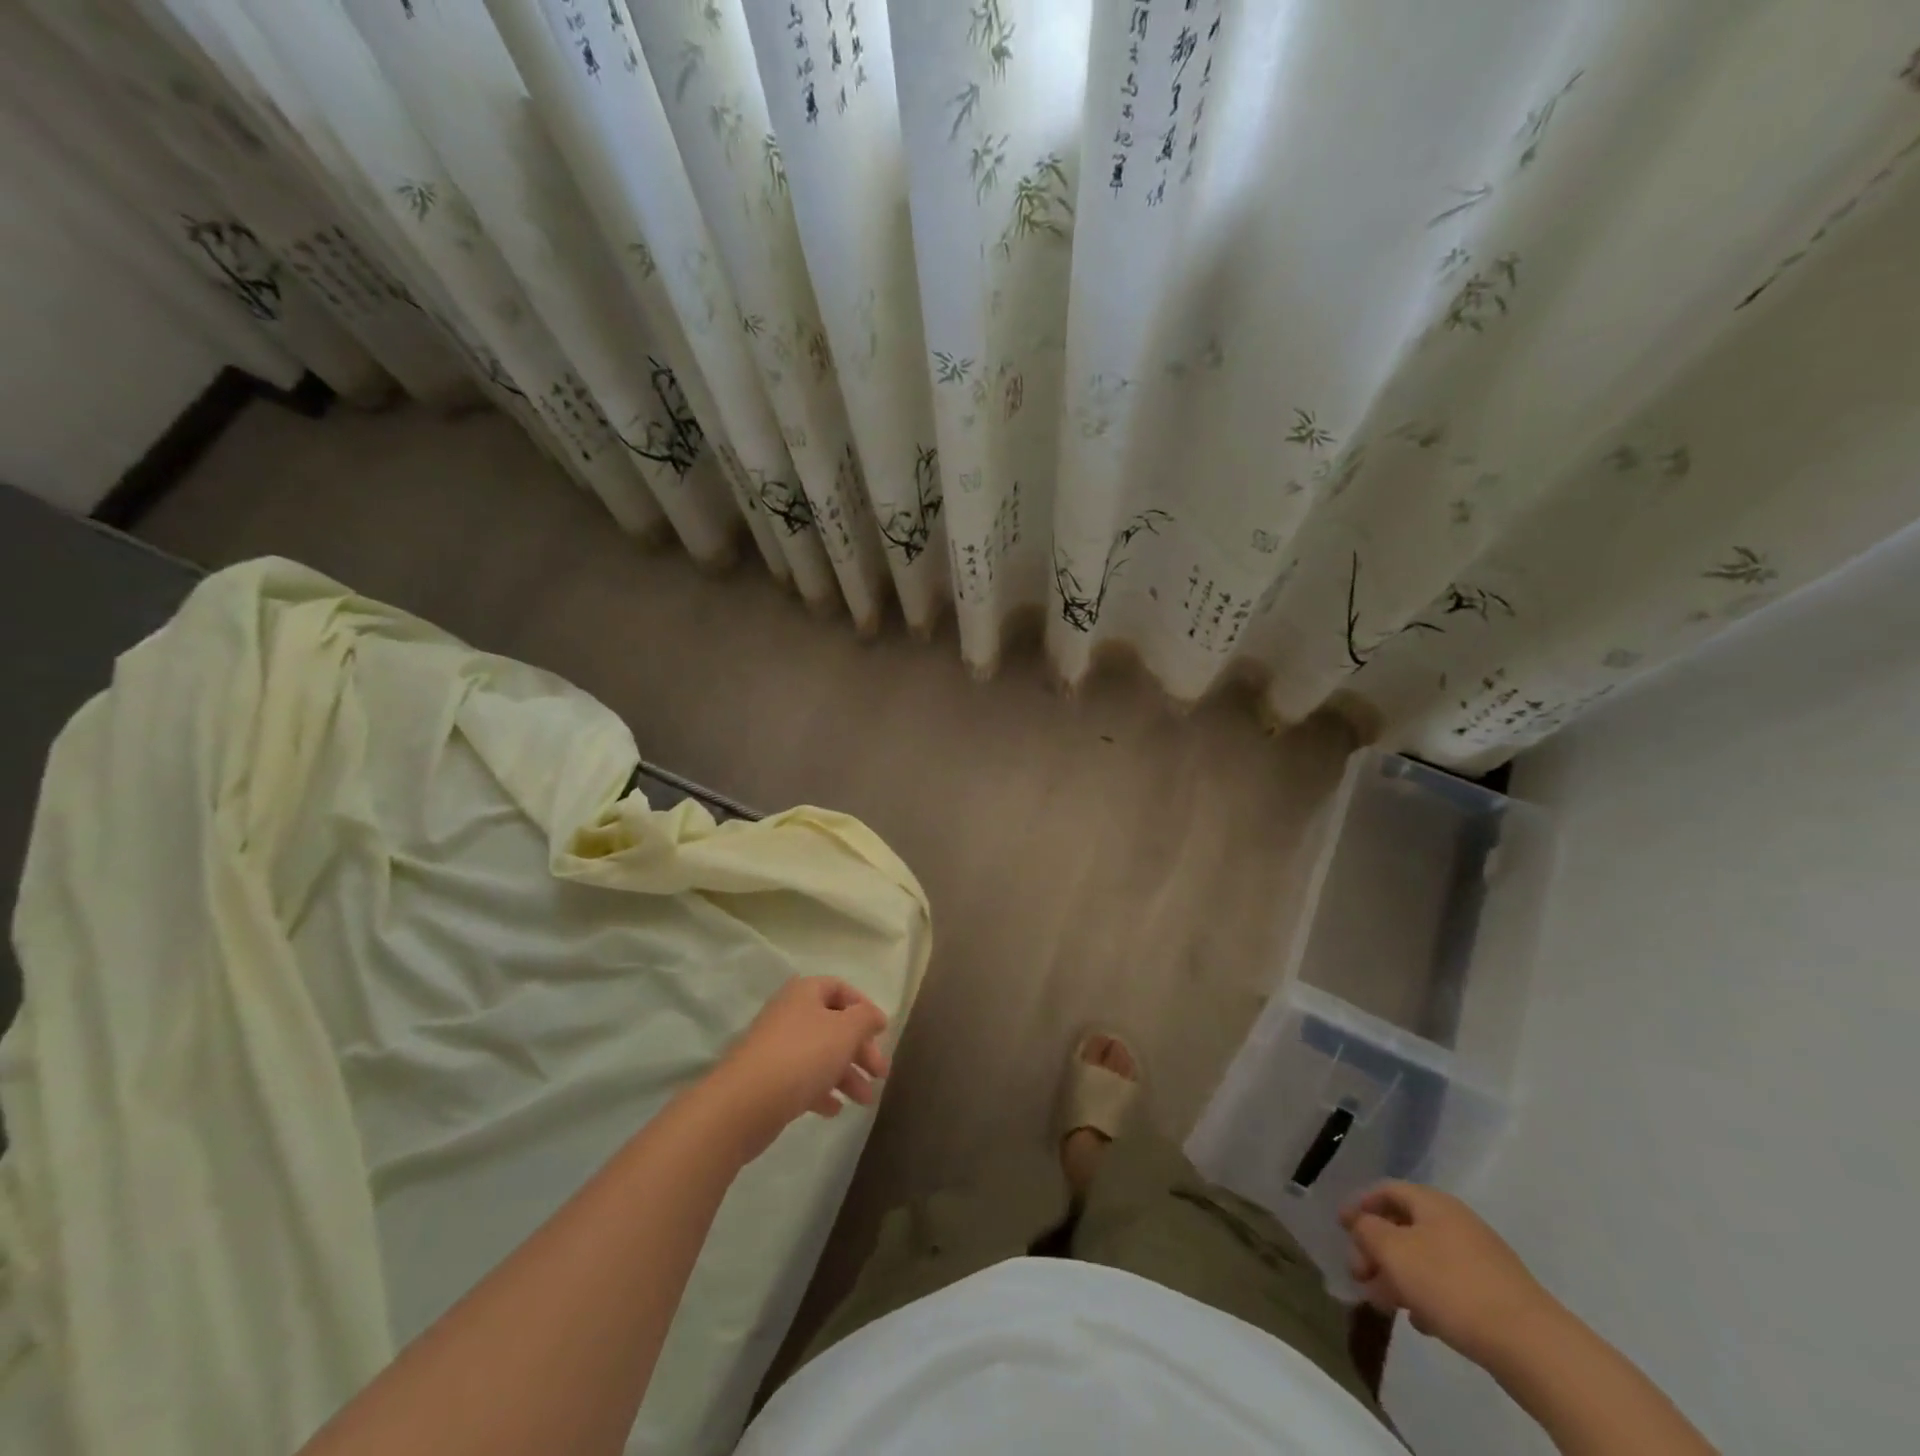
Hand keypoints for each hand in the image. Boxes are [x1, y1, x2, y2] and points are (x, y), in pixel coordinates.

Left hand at [705, 977, 890, 1158]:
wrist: (744, 1103)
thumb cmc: (802, 1056)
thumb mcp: (845, 1031)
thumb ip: (865, 1018)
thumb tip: (874, 1015)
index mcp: (805, 993)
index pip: (839, 988)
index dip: (863, 1006)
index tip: (881, 1032)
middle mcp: (789, 1014)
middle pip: (833, 1025)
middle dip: (860, 1049)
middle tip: (881, 1073)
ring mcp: (776, 1048)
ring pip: (820, 1055)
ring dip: (847, 1075)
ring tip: (866, 1101)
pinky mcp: (768, 1080)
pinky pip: (802, 1080)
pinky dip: (822, 1091)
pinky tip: (835, 1110)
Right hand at [1340, 1182, 1558, 1367]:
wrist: (1531, 1345)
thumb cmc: (1451, 1285)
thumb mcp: (1393, 1251)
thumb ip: (1367, 1230)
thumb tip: (1362, 1224)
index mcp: (1432, 1203)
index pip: (1386, 1190)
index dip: (1359, 1205)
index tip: (1340, 1228)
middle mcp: (1456, 1222)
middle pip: (1404, 1226)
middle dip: (1376, 1249)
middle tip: (1358, 1274)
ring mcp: (1480, 1259)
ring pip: (1424, 1258)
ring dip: (1398, 1276)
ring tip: (1383, 1304)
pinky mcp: (1495, 1294)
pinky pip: (1448, 1285)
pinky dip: (1426, 1296)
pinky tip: (1421, 1323)